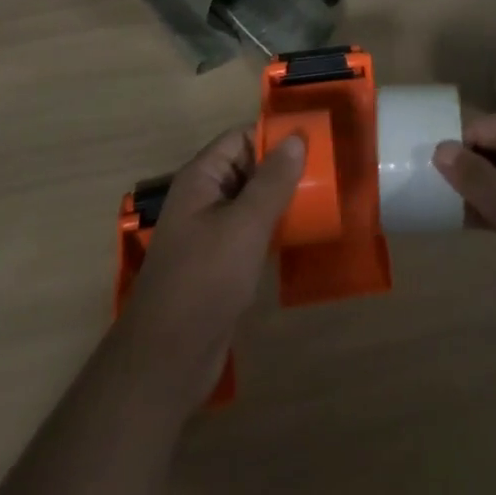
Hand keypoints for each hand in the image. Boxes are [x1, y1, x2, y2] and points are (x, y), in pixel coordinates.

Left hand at [120, 128, 304, 407]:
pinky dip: (275, 228)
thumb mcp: (245, 225)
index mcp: (201, 179)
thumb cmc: (205, 280)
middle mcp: (203, 199)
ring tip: (324, 199)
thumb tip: (296, 138)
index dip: (274, 135)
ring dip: (282, 199)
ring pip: (251, 201)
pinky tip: (303, 235)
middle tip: (328, 171)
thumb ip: (272, 181)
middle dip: (284, 167)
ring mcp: (210, 233)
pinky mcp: (220, 264)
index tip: (315, 140)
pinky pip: (251, 232)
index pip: (239, 138)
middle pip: (247, 167)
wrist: (167, 359)